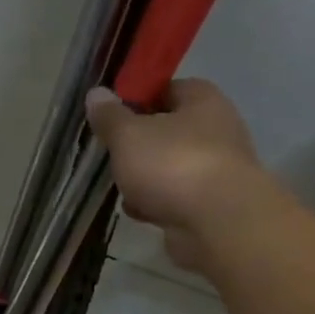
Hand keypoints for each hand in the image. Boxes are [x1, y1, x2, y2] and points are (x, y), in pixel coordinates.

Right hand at [86, 80, 279, 271]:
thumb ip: (110, 116)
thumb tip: (96, 93)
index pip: (168, 89)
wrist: (218, 224)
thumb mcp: (128, 135)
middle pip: (169, 132)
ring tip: (123, 188)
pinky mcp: (213, 206)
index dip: (139, 99)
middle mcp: (217, 130)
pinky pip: (178, 198)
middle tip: (114, 154)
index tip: (112, 116)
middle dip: (140, 146)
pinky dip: (159, 204)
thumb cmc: (173, 164)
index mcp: (203, 100)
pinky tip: (140, 213)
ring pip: (172, 168)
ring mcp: (218, 171)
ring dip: (147, 179)